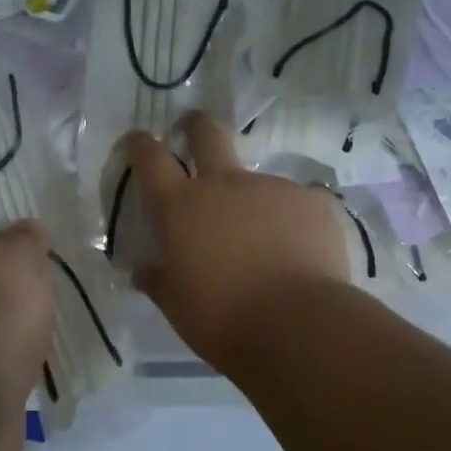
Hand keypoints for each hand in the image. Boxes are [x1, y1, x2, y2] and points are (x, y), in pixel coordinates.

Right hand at [124, 112, 349, 365]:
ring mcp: (272, 187)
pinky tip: (298, 252)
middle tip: (192, 130)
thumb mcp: (178, 307)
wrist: (300, 325)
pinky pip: (294, 204)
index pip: (151, 159)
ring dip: (251, 201)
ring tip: (264, 243)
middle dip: (195, 125)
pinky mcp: (312, 201)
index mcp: (182, 208)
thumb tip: (143, 271)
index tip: (138, 140)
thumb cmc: (224, 320)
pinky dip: (289, 222)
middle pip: (206, 133)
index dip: (141, 145)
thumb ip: (160, 281)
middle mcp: (225, 185)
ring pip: (255, 180)